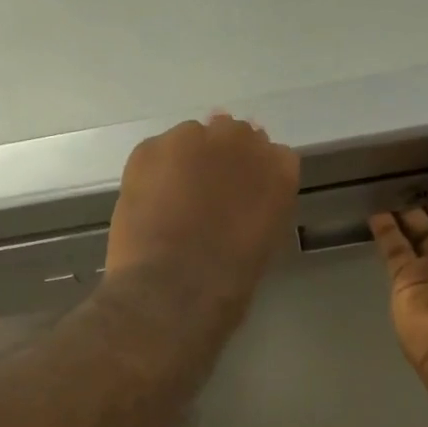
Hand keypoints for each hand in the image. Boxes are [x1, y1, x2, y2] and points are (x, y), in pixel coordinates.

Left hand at [105, 114, 300, 313]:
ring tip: (173, 202)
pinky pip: (156, 153)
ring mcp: (191, 139)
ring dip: (187, 163)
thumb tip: (239, 206)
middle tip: (207, 197)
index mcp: (278, 172)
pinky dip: (155, 173)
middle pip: (234, 136)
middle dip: (223, 161)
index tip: (244, 198)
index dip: (255, 177)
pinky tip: (149, 205)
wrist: (172, 290)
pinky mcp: (149, 149)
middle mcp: (239, 142)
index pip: (274, 157)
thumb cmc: (227, 285)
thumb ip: (258, 211)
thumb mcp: (262, 247)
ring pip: (192, 139)